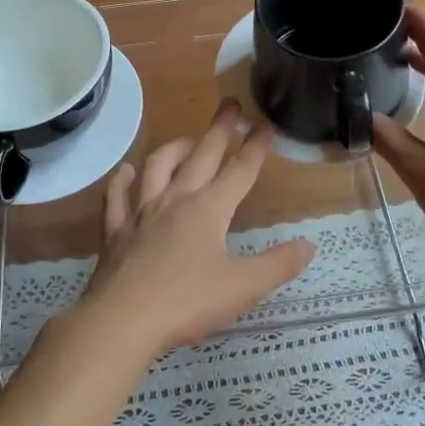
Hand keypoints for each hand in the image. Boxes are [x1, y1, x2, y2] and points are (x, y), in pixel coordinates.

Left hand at [78, 102, 314, 356]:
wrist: (121, 320)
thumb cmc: (187, 303)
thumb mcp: (242, 287)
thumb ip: (277, 265)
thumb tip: (308, 245)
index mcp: (209, 209)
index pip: (240, 171)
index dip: (256, 148)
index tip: (266, 126)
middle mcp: (176, 199)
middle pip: (201, 156)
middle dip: (219, 130)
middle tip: (230, 105)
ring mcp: (142, 212)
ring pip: (158, 167)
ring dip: (175, 147)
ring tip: (187, 139)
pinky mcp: (116, 230)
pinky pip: (117, 197)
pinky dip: (122, 180)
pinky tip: (125, 170)